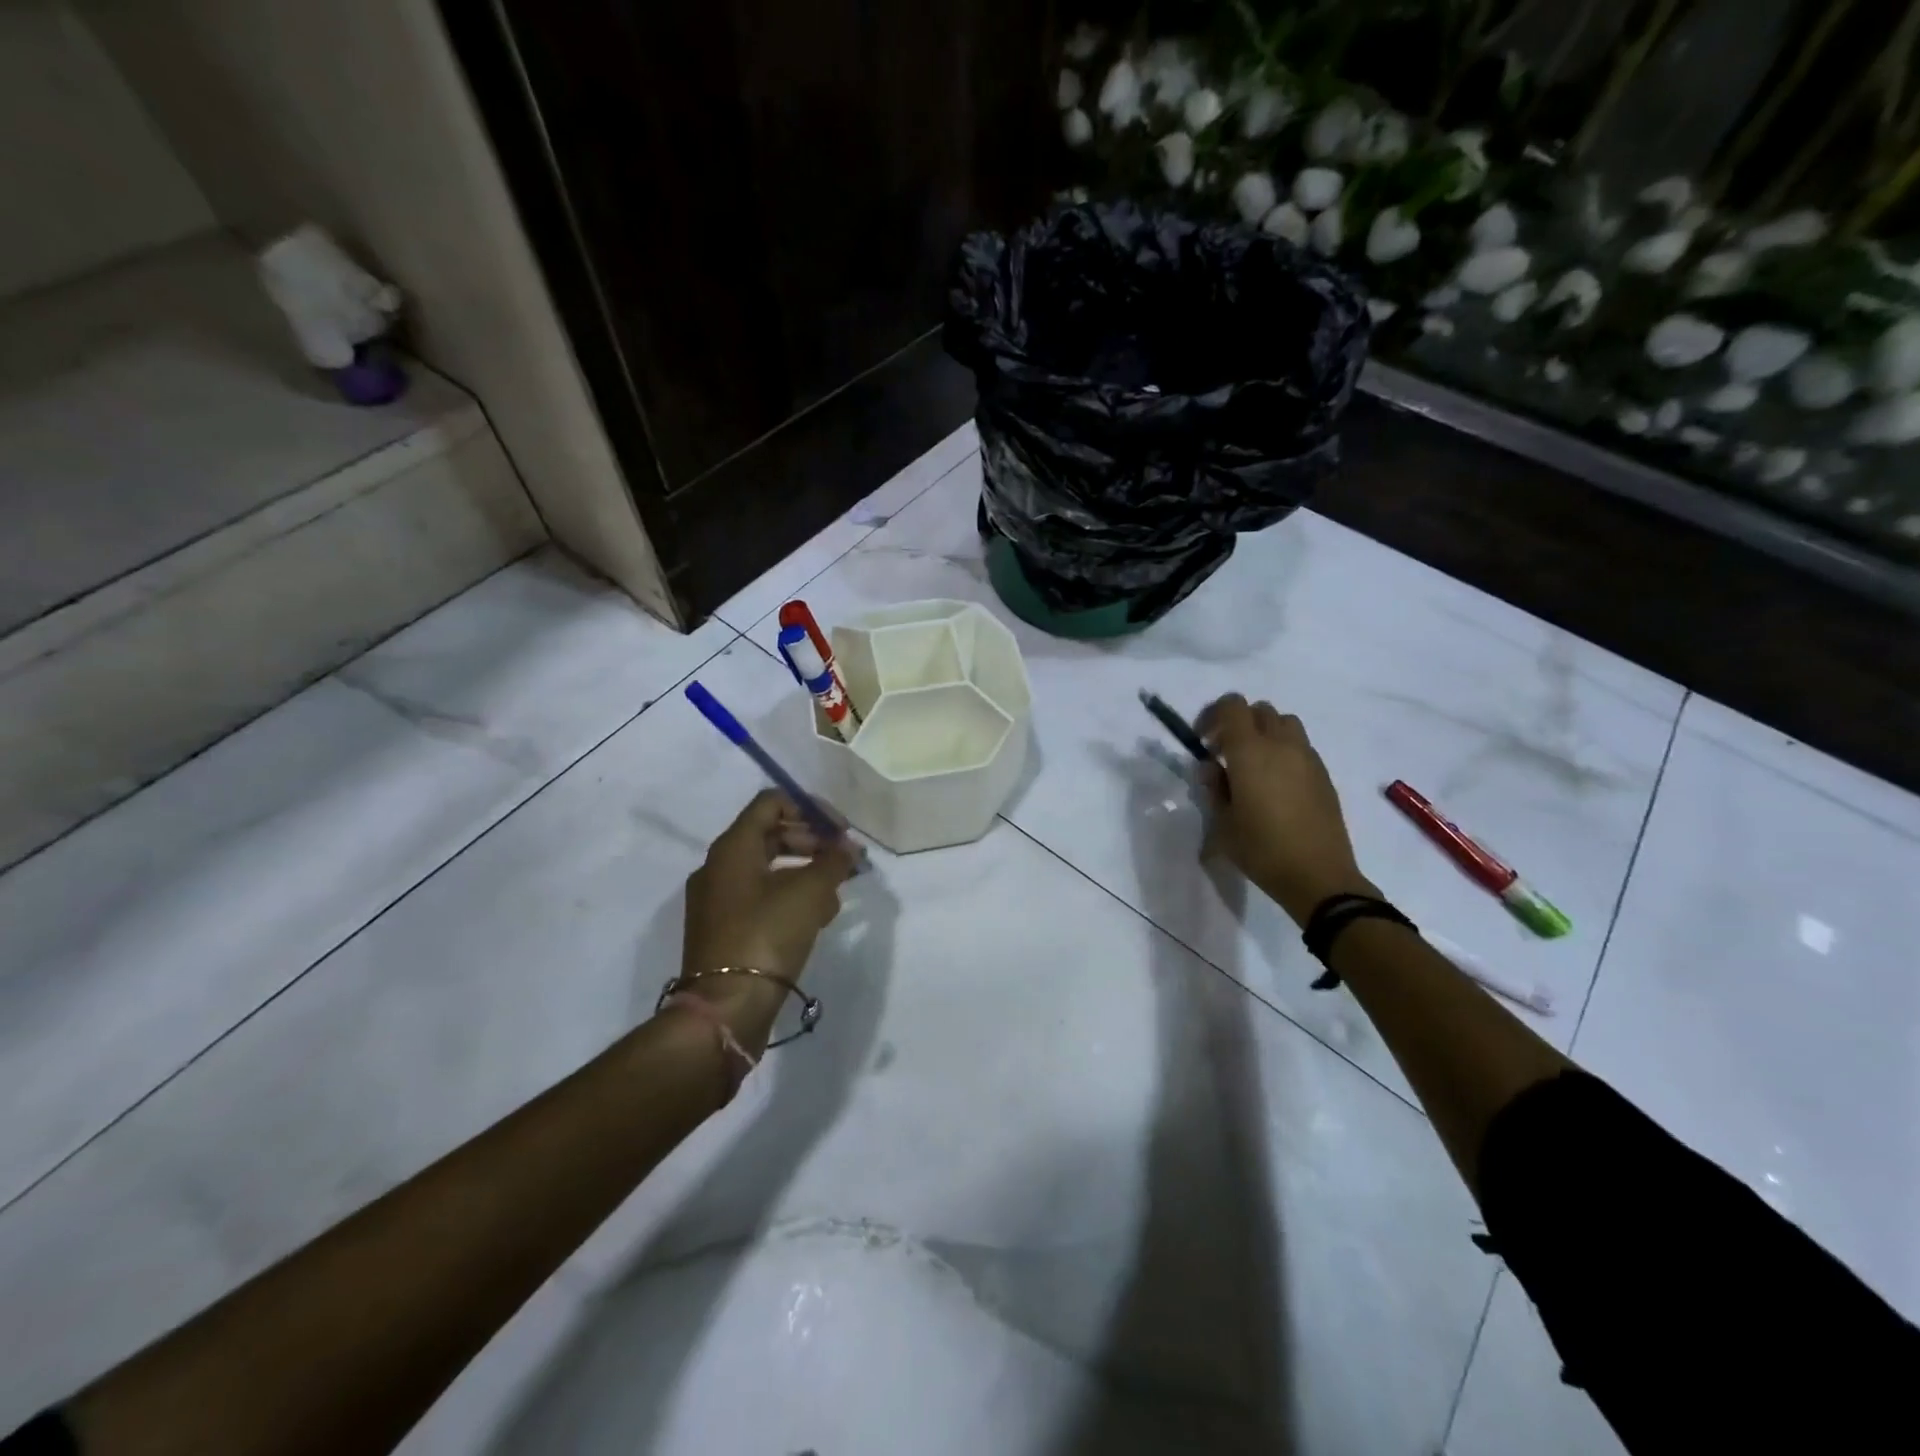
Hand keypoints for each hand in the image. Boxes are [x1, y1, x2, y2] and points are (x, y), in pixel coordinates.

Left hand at [680, 791, 858, 1007]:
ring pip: (769, 868)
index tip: (842, 831)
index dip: (811, 808)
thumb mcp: (810, 892)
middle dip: (814, 842)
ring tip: (836, 891)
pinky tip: (818, 916)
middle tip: (845, 859)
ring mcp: (718, 900)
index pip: (772, 802)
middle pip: (771, 834)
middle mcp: (719, 867)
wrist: (726, 1008)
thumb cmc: (767, 936)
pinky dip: (791, 896)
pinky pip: (762, 897)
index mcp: (732, 847)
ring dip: (807, 871)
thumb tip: (848, 848)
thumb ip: (833, 862)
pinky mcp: (725, 929)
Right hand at [1195, 695, 1374, 923]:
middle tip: (1224, 753)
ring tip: (1253, 764)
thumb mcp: (1222, 823)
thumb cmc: (1262, 849)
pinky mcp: (1323, 774)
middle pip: (1259, 710)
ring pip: (1284, 723)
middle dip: (1238, 723)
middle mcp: (1281, 745)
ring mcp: (1307, 757)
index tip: (1203, 740)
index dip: (1213, 715)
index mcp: (1250, 752)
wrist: (1318, 876)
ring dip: (1264, 732)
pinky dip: (1284, 751)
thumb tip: (1212, 768)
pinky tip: (1276, 784)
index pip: (1232, 706)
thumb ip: (1213, 788)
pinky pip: (1300, 746)